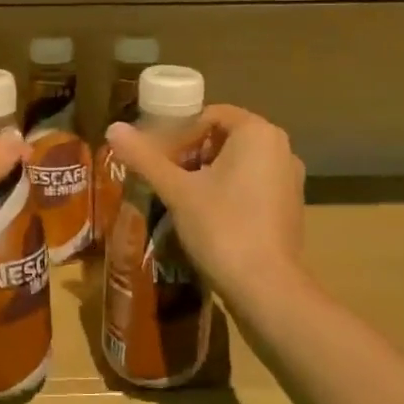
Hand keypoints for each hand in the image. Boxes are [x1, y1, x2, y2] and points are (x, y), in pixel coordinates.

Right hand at [104, 104, 306, 304]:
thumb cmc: (222, 227)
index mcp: (258, 132)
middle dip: (191, 153)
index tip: (157, 158)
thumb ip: (145, 157)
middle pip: (225, 138)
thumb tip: (112, 128)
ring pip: (239, 162)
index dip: (179, 133)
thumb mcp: (177, 190)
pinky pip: (254, 184)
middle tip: (164, 176)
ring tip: (180, 197)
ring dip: (207, 173)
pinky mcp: (291, 206)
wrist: (266, 287)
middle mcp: (280, 148)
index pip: (211, 115)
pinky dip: (229, 190)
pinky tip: (207, 216)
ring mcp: (290, 178)